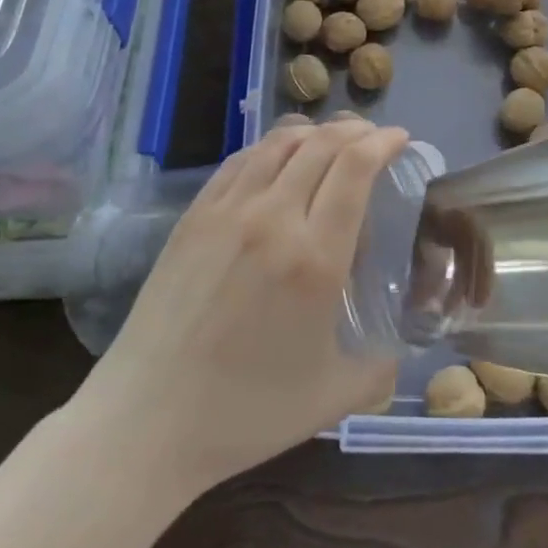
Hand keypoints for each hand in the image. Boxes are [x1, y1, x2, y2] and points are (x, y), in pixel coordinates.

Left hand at [78, 119, 406, 493]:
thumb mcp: (332, 398)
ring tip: (329, 139)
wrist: (148, 418)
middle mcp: (273, 218)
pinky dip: (269, 147)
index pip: (355, 168)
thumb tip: (396, 356)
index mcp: (315, 257)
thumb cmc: (246, 412)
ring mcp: (227, 212)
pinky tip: (276, 158)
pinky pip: (239, 161)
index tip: (400, 138)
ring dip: (313, 131)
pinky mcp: (193, 216)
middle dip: (355, 129)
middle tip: (372, 137)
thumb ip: (378, 371)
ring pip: (277, 144)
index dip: (382, 142)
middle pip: (321, 144)